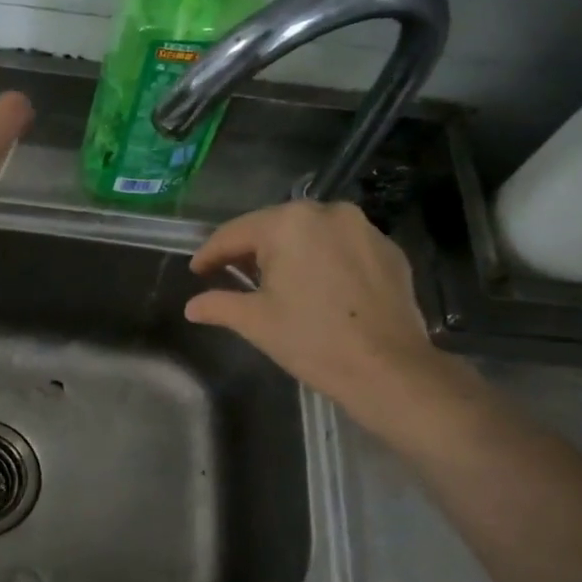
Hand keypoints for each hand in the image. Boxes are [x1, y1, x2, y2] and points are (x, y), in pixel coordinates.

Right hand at [186, 200, 469, 442]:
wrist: (388, 368)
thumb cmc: (311, 340)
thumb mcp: (255, 322)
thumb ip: (219, 305)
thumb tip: (192, 307)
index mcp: (289, 224)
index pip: (235, 233)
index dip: (210, 253)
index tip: (196, 270)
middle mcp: (328, 212)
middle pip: (275, 227)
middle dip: (250, 250)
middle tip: (230, 274)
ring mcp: (364, 228)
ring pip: (311, 234)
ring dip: (288, 253)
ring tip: (274, 281)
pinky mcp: (389, 250)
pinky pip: (342, 247)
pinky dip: (323, 260)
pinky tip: (317, 287)